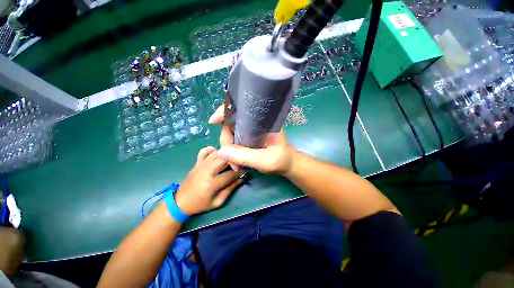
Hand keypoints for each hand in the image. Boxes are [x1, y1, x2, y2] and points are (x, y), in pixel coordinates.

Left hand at [175, 146, 246, 214]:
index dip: (240, 172)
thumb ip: (231, 189)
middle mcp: (206, 171)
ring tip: (231, 159)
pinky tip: (217, 154)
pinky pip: (204, 151)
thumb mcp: (218, 202)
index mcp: (211, 184)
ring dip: (226, 154)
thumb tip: (242, 178)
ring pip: (216, 153)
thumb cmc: (200, 204)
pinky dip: (212, 150)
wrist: (180, 201)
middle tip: (238, 163)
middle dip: (234, 159)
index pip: (230, 174)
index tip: (245, 171)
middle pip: (224, 158)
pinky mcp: (196, 162)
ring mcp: (200, 165)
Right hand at [208, 104, 294, 174]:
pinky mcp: (249, 138)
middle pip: (231, 124)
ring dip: (229, 149)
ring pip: (231, 133)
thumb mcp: (265, 160)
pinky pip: (235, 140)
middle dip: (226, 140)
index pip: (241, 109)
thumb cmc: (281, 160)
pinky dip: (232, 151)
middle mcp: (255, 123)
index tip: (213, 121)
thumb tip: (220, 151)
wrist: (287, 164)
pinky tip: (235, 161)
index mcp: (262, 121)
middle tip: (230, 159)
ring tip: (235, 164)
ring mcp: (251, 131)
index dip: (225, 111)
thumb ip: (244, 156)